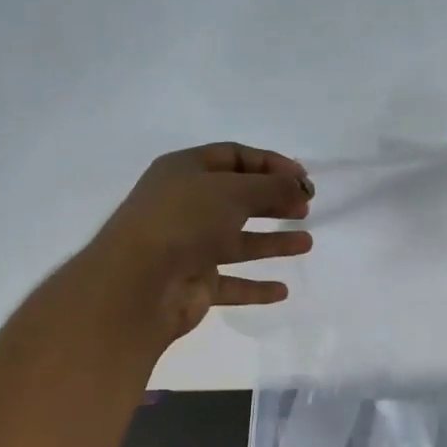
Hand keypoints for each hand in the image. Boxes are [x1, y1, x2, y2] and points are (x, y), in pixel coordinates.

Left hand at [81, 143, 314, 345]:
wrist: (140, 282)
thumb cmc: (185, 220)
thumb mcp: (233, 190)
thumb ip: (272, 186)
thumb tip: (300, 187)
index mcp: (185, 171)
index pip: (234, 157)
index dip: (271, 164)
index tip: (304, 179)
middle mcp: (186, 205)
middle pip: (237, 197)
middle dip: (273, 200)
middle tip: (305, 207)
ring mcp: (189, 246)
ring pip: (238, 241)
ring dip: (272, 241)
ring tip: (307, 243)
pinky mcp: (195, 283)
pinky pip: (232, 283)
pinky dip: (256, 286)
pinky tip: (282, 290)